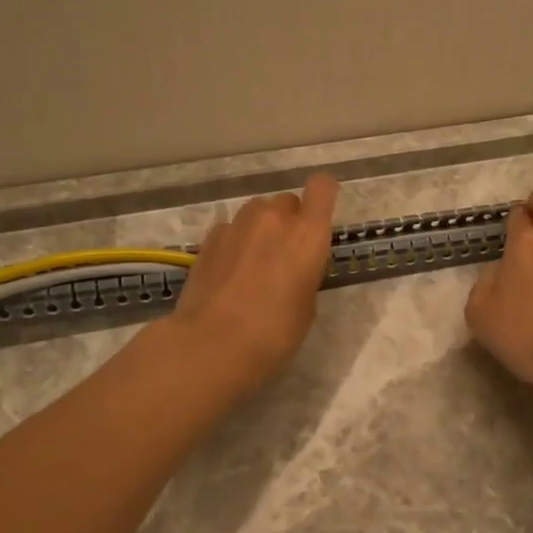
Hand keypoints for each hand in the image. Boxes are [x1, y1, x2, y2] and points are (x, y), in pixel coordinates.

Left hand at [168, 173, 338, 394]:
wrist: (212, 345)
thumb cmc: (274, 333)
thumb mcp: (307, 306)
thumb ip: (305, 274)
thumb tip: (293, 269)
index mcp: (308, 234)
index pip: (322, 186)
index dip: (323, 194)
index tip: (321, 214)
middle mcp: (274, 219)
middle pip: (287, 201)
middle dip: (289, 221)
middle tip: (285, 255)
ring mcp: (237, 225)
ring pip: (257, 212)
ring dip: (261, 229)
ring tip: (254, 263)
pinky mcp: (209, 239)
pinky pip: (231, 229)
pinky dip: (235, 243)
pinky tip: (229, 272)